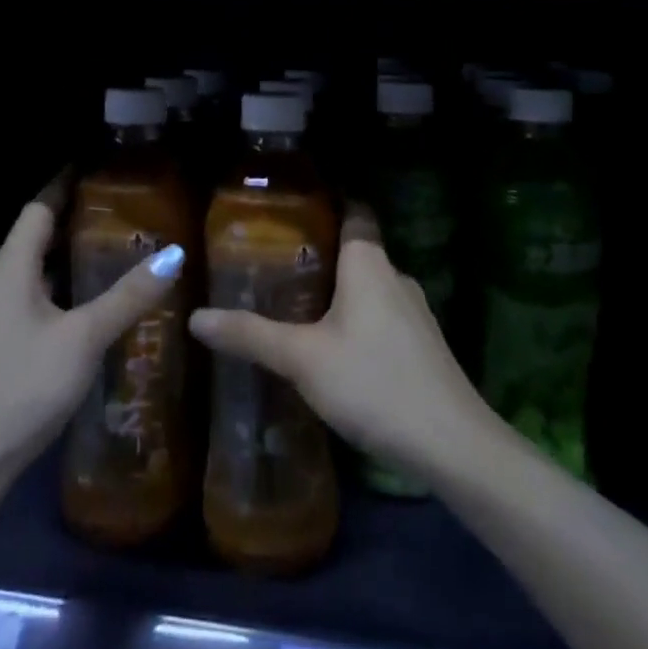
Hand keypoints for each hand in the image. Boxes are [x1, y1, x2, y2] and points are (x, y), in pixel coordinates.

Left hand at [0, 178, 185, 484]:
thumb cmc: (22, 385)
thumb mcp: (83, 337)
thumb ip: (128, 295)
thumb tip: (174, 253)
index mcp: (11, 267)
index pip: (39, 207)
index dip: (67, 184)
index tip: (102, 169)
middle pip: (37, 235)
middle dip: (76, 219)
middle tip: (126, 210)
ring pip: (39, 270)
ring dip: (72, 257)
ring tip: (120, 250)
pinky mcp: (2, 343)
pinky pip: (37, 298)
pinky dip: (66, 289)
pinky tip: (96, 303)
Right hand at [188, 209, 492, 482]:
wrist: (452, 445)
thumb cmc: (373, 383)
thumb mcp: (302, 359)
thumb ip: (250, 335)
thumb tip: (195, 316)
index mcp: (369, 264)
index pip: (355, 212)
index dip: (329, 203)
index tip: (292, 207)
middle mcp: (396, 277)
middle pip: (357, 250)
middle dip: (319, 254)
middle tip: (273, 263)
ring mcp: (415, 313)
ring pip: (369, 288)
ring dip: (337, 291)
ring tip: (294, 304)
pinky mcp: (422, 346)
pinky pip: (381, 316)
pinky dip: (355, 319)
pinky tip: (331, 346)